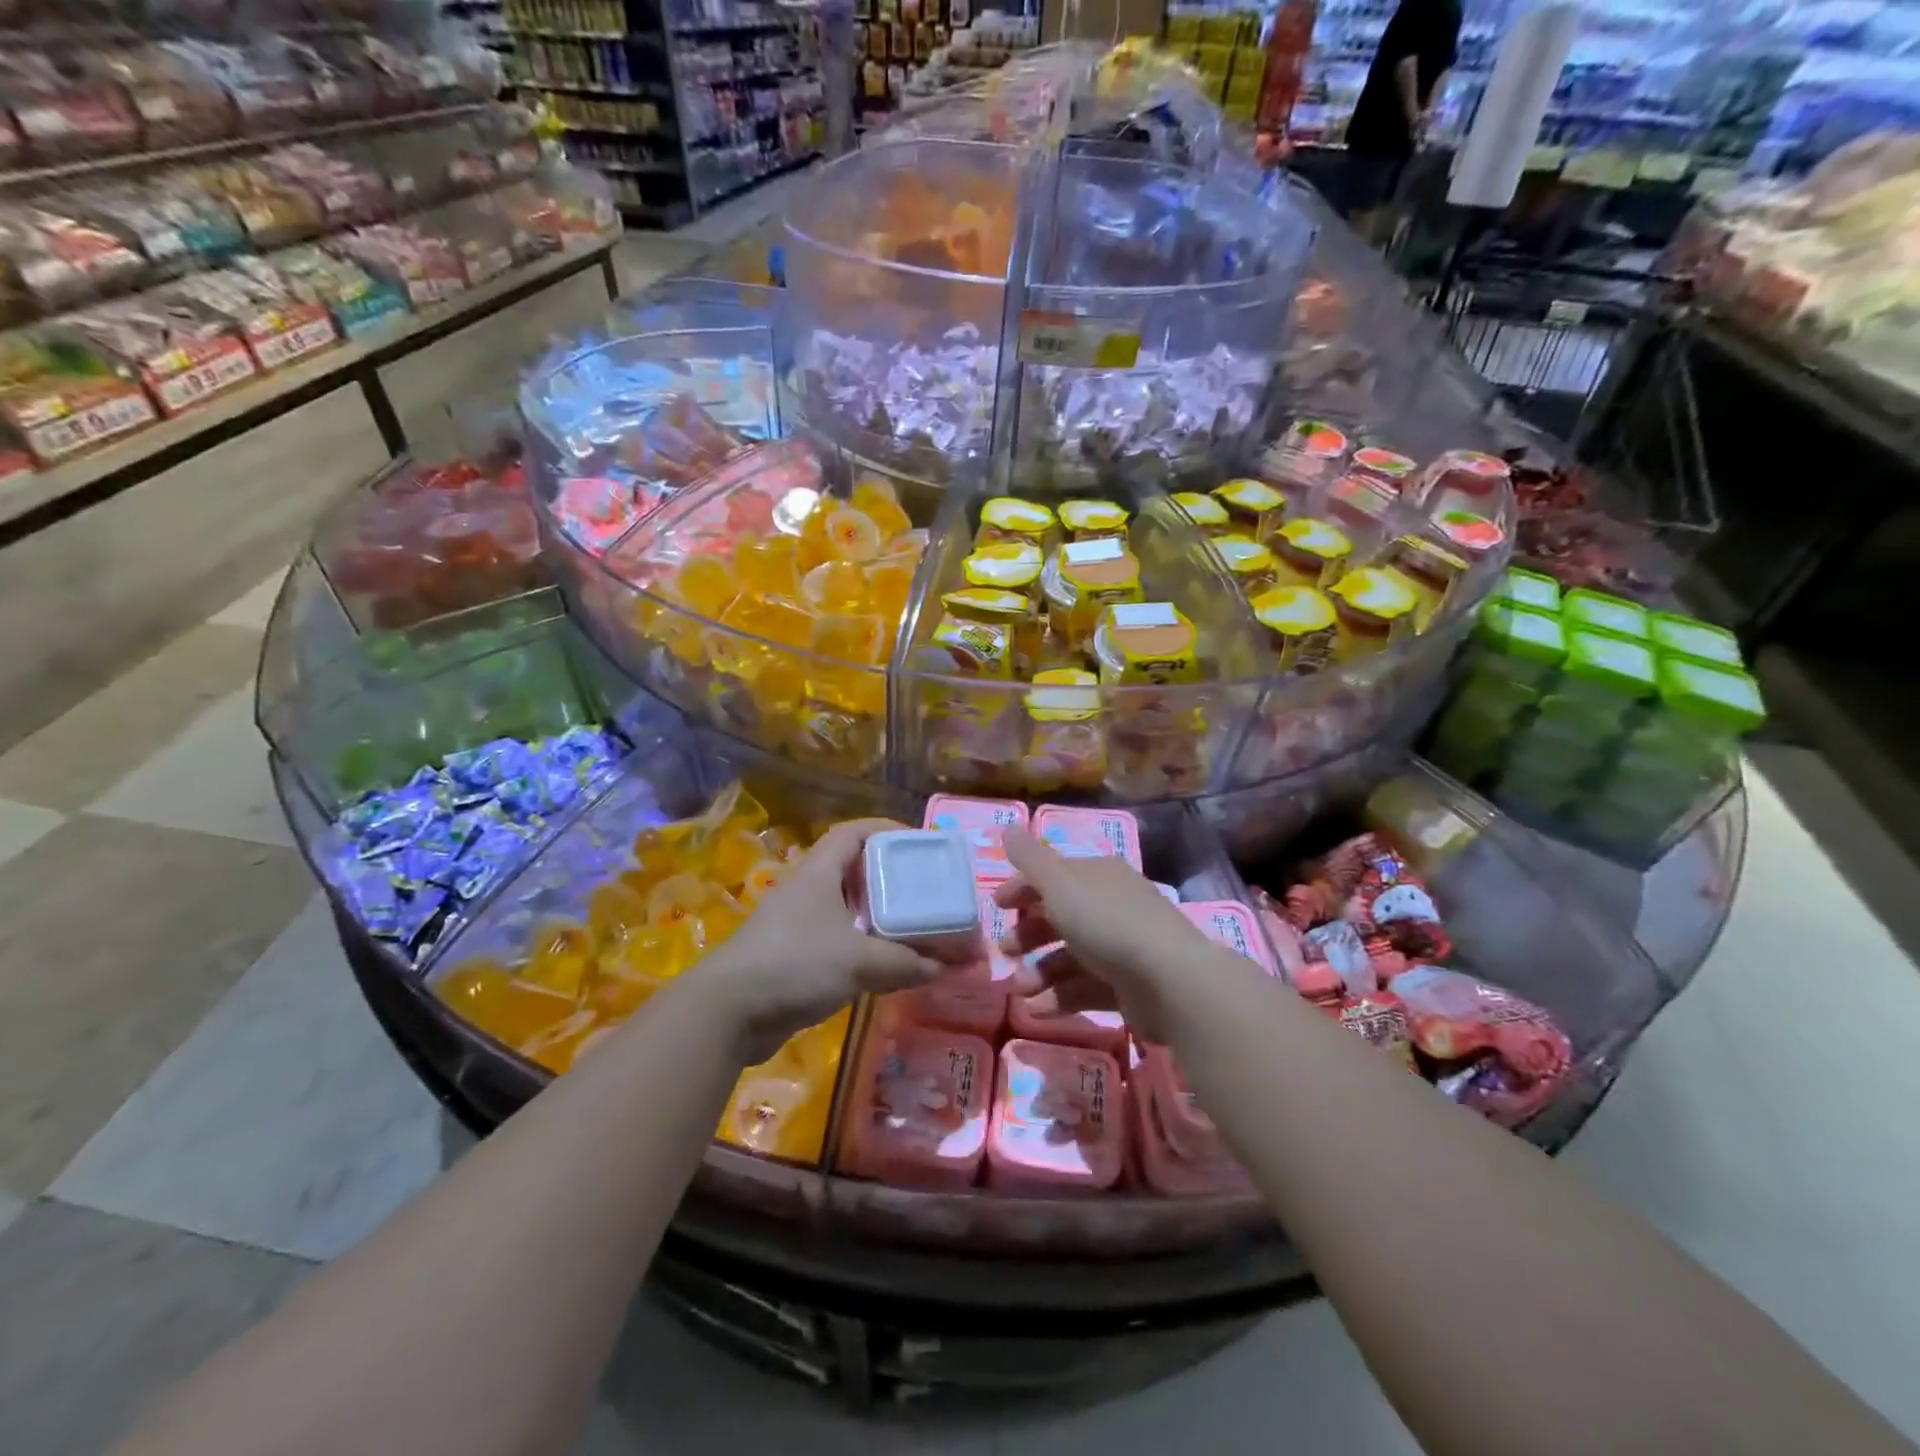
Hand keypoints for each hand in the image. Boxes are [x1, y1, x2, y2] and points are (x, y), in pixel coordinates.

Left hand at [698, 818, 942, 1062]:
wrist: (726, 1012)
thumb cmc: (795, 965)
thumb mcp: (860, 961)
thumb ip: (906, 962)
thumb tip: (947, 966)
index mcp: (819, 873)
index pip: (854, 833)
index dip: (886, 830)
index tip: (919, 843)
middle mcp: (806, 890)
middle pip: (852, 869)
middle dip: (888, 877)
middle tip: (923, 891)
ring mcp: (794, 924)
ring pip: (843, 907)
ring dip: (875, 915)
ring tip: (910, 927)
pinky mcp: (789, 956)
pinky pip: (834, 939)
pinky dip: (860, 945)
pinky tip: (881, 964)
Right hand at [993, 827, 1219, 1043]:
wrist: (1170, 980)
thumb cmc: (1107, 923)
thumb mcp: (1060, 885)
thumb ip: (1030, 859)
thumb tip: (1007, 827)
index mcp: (1098, 876)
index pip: (1054, 875)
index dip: (1023, 887)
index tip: (996, 906)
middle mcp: (1111, 906)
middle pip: (1061, 917)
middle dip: (1028, 934)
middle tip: (1004, 951)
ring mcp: (1121, 948)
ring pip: (1070, 956)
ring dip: (1039, 972)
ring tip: (1019, 990)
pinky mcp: (1127, 986)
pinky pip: (1085, 988)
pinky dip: (1060, 997)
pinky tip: (1039, 1010)